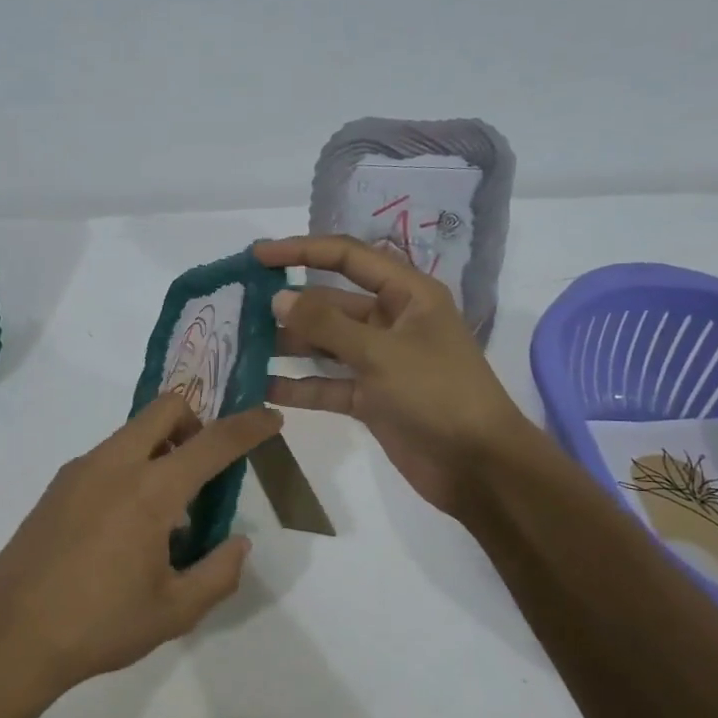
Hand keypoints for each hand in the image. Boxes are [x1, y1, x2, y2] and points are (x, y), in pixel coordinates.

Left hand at [0, 395, 283, 700]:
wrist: (10, 637)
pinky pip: (107, 456)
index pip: (212, 442)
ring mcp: (79, 470)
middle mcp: (114, 464)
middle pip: (166, 407)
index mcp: (150, 490)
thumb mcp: (175, 611)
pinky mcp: (57, 486)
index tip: (271, 418)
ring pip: (133, 431)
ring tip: (165, 514)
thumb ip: (219, 573)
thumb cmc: (100, 625)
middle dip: (197, 421)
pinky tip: (125, 526)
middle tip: (206, 466)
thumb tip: (239, 543)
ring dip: (162, 448)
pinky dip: (131, 468)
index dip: (248, 427)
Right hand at [254, 235, 529, 518]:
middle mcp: (391, 321)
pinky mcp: (369, 398)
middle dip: (289, 305)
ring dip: (288, 346)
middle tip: (239, 309)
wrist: (479, 467)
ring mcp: (379, 361)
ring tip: (240, 346)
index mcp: (407, 294)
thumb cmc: (438, 394)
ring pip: (324, 345)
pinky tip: (260, 387)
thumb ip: (326, 324)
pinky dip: (298, 386)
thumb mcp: (380, 352)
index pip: (348, 257)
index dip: (302, 251)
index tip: (258, 256)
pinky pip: (326, 384)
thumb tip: (278, 298)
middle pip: (331, 303)